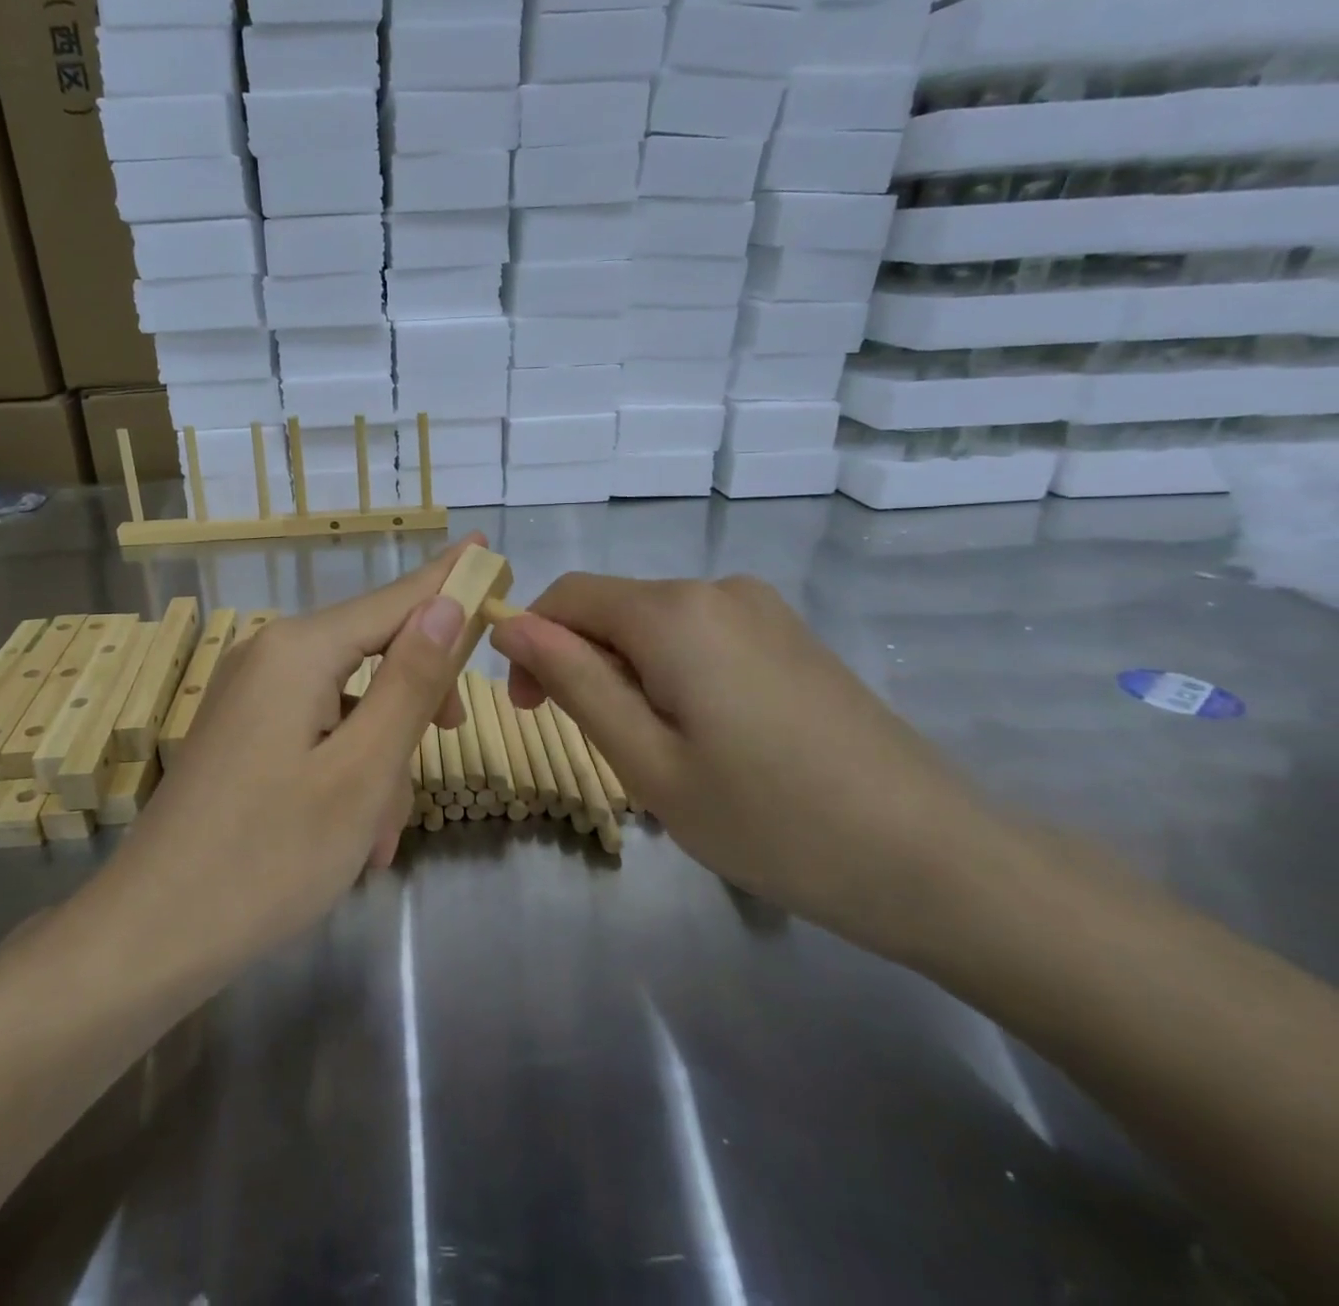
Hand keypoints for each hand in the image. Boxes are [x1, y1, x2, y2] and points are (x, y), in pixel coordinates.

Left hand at [108, 540, 477, 961]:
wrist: (151, 935)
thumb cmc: (270, 856)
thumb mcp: (362, 770)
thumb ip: (410, 681)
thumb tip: (446, 603)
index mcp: (299, 650)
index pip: (395, 599)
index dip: (449, 581)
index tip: (492, 553)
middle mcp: (268, 655)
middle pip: (372, 654)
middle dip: (413, 705)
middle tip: (450, 744)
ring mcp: (249, 695)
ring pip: (347, 705)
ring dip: (378, 761)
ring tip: (378, 837)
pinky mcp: (241, 733)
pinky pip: (315, 732)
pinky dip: (344, 773)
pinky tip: (352, 836)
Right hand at [490, 574, 1004, 952]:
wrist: (935, 859)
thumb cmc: (770, 820)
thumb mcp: (646, 760)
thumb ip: (574, 681)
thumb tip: (512, 626)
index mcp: (674, 611)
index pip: (567, 596)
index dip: (531, 642)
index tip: (529, 709)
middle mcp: (717, 589)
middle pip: (613, 609)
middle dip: (580, 664)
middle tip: (596, 747)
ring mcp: (762, 610)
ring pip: (655, 627)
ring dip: (626, 676)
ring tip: (656, 755)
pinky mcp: (790, 637)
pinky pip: (701, 639)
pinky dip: (672, 677)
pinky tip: (706, 740)